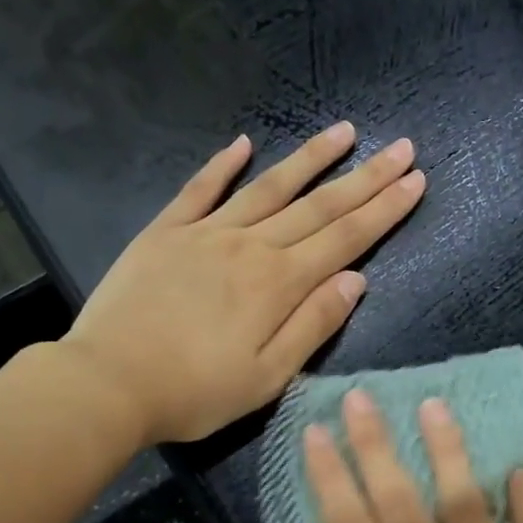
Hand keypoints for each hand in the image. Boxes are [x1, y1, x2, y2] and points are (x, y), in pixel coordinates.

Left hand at [64, 122, 423, 446]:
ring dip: (309, 159)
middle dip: (365, 177)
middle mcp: (250, 246)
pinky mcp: (166, 232)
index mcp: (279, 284)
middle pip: (318, 205)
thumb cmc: (195, 391)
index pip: (345, 238)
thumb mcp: (268, 377)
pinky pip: (200, 189)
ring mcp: (205, 233)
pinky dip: (223, 164)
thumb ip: (314, 324)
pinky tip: (243, 143)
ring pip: (268, 187)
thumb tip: (356, 279)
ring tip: (343, 131)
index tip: (415, 179)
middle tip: (401, 147)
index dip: (384, 209)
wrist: (108, 383)